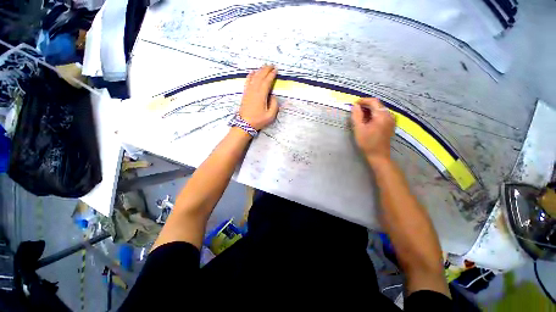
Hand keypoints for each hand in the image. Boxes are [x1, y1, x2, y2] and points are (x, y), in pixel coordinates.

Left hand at [239, 65, 278, 129]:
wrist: (244, 124)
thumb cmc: (258, 120)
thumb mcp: (270, 116)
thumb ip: (274, 105)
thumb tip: (273, 96)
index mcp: (261, 95)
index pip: (267, 81)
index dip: (272, 75)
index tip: (276, 70)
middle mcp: (254, 90)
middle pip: (260, 76)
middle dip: (266, 69)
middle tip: (272, 65)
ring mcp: (248, 91)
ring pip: (254, 77)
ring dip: (259, 70)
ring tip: (264, 67)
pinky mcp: (245, 93)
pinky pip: (247, 81)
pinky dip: (251, 75)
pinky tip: (253, 72)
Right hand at [351, 98, 395, 162]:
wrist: (378, 155)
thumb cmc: (367, 143)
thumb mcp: (358, 129)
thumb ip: (356, 116)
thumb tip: (355, 106)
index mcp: (381, 115)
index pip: (373, 101)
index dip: (363, 101)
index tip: (354, 104)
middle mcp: (389, 115)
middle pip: (377, 104)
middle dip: (366, 105)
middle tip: (355, 110)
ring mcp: (391, 120)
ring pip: (380, 109)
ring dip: (370, 110)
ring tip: (360, 115)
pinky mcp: (391, 124)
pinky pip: (382, 115)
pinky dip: (374, 114)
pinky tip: (368, 120)